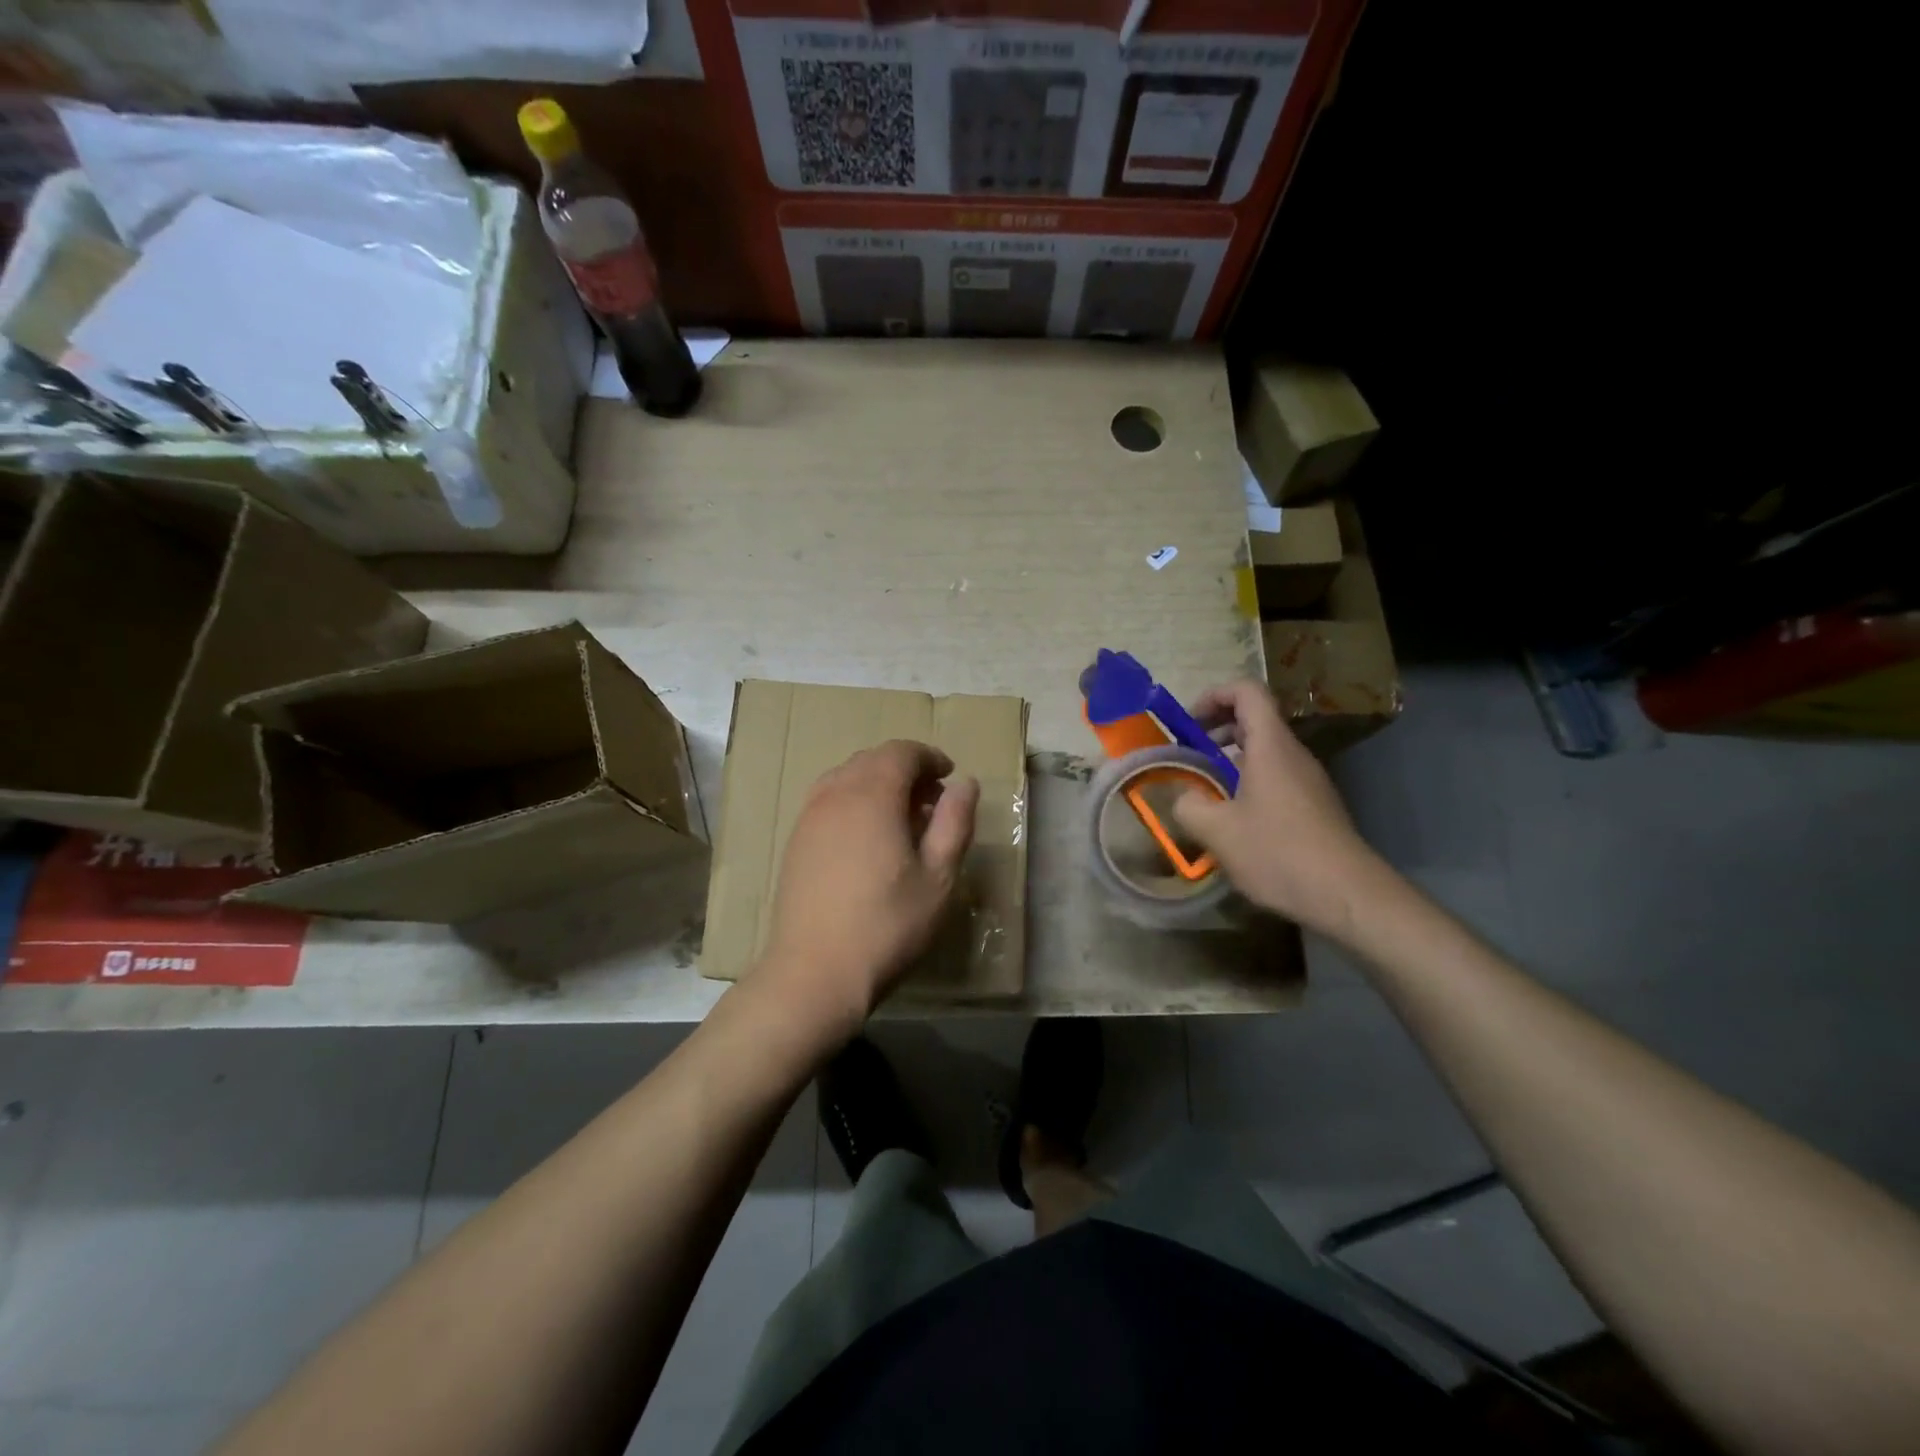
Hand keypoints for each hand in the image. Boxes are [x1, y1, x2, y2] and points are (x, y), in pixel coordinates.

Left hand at [754, 740, 979, 1044]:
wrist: (814, 973)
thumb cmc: (887, 924)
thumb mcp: (938, 876)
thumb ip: (955, 822)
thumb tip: (965, 783)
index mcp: (872, 795)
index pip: (901, 752)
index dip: (930, 757)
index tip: (950, 777)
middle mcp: (835, 794)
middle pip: (872, 760)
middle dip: (906, 769)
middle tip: (932, 801)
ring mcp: (809, 817)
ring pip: (847, 778)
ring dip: (878, 784)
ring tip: (902, 819)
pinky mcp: (795, 842)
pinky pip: (828, 800)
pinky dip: (854, 801)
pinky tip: (868, 839)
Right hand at [1171, 680, 1389, 941]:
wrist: (1346, 895)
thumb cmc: (1278, 852)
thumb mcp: (1217, 831)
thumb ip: (1188, 806)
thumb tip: (1183, 797)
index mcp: (1270, 746)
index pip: (1247, 692)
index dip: (1214, 695)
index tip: (1188, 723)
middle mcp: (1293, 755)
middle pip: (1256, 719)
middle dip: (1217, 728)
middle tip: (1189, 753)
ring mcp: (1308, 781)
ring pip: (1265, 751)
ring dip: (1231, 758)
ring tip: (1205, 788)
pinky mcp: (1314, 806)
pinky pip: (1276, 777)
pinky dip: (1249, 782)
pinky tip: (1234, 819)